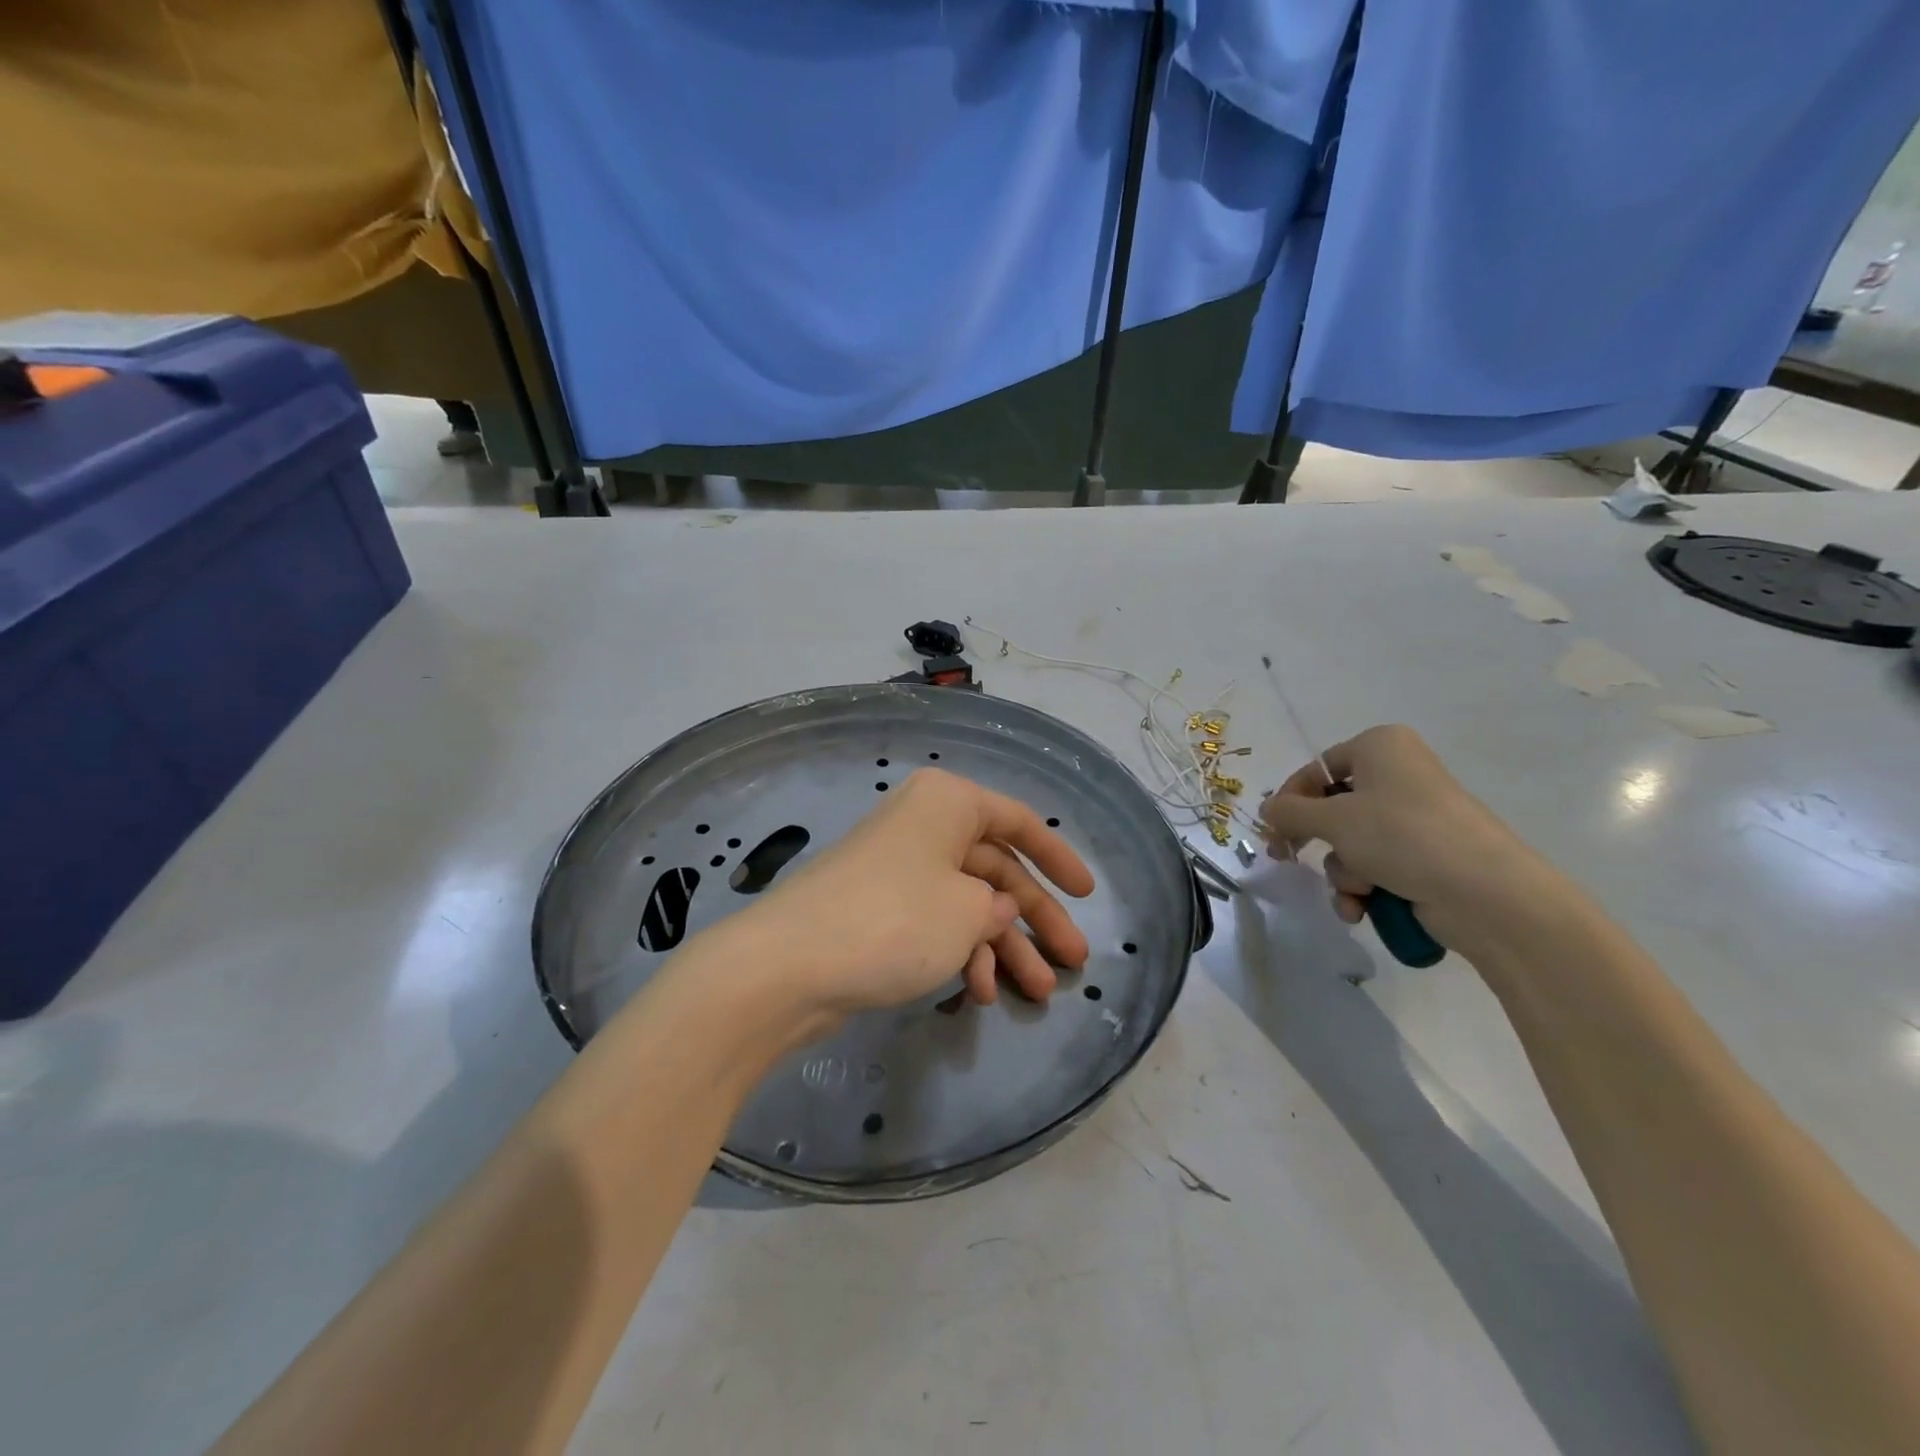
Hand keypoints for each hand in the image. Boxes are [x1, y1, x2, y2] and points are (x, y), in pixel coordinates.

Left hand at [734, 768, 1094, 1018]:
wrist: (790, 965)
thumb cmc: (896, 919)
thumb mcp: (968, 912)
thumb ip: (997, 908)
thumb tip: (992, 909)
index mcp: (948, 803)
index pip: (1019, 822)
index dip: (1058, 858)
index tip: (1088, 894)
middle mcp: (925, 827)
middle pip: (997, 870)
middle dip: (1036, 919)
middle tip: (1073, 962)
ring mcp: (900, 869)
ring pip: (968, 903)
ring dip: (1003, 947)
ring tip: (1036, 994)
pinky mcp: (881, 909)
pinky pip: (936, 924)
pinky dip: (961, 955)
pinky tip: (977, 993)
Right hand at [1257, 724, 1559, 951]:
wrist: (1485, 893)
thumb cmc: (1402, 836)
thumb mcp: (1333, 819)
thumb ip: (1289, 812)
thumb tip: (1267, 810)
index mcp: (1380, 747)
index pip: (1317, 769)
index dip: (1290, 800)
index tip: (1272, 830)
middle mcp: (1398, 775)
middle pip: (1333, 808)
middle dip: (1315, 841)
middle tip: (1287, 858)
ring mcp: (1414, 817)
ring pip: (1351, 842)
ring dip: (1343, 871)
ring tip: (1356, 890)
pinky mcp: (1426, 854)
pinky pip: (1376, 864)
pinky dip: (1364, 886)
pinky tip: (1363, 908)